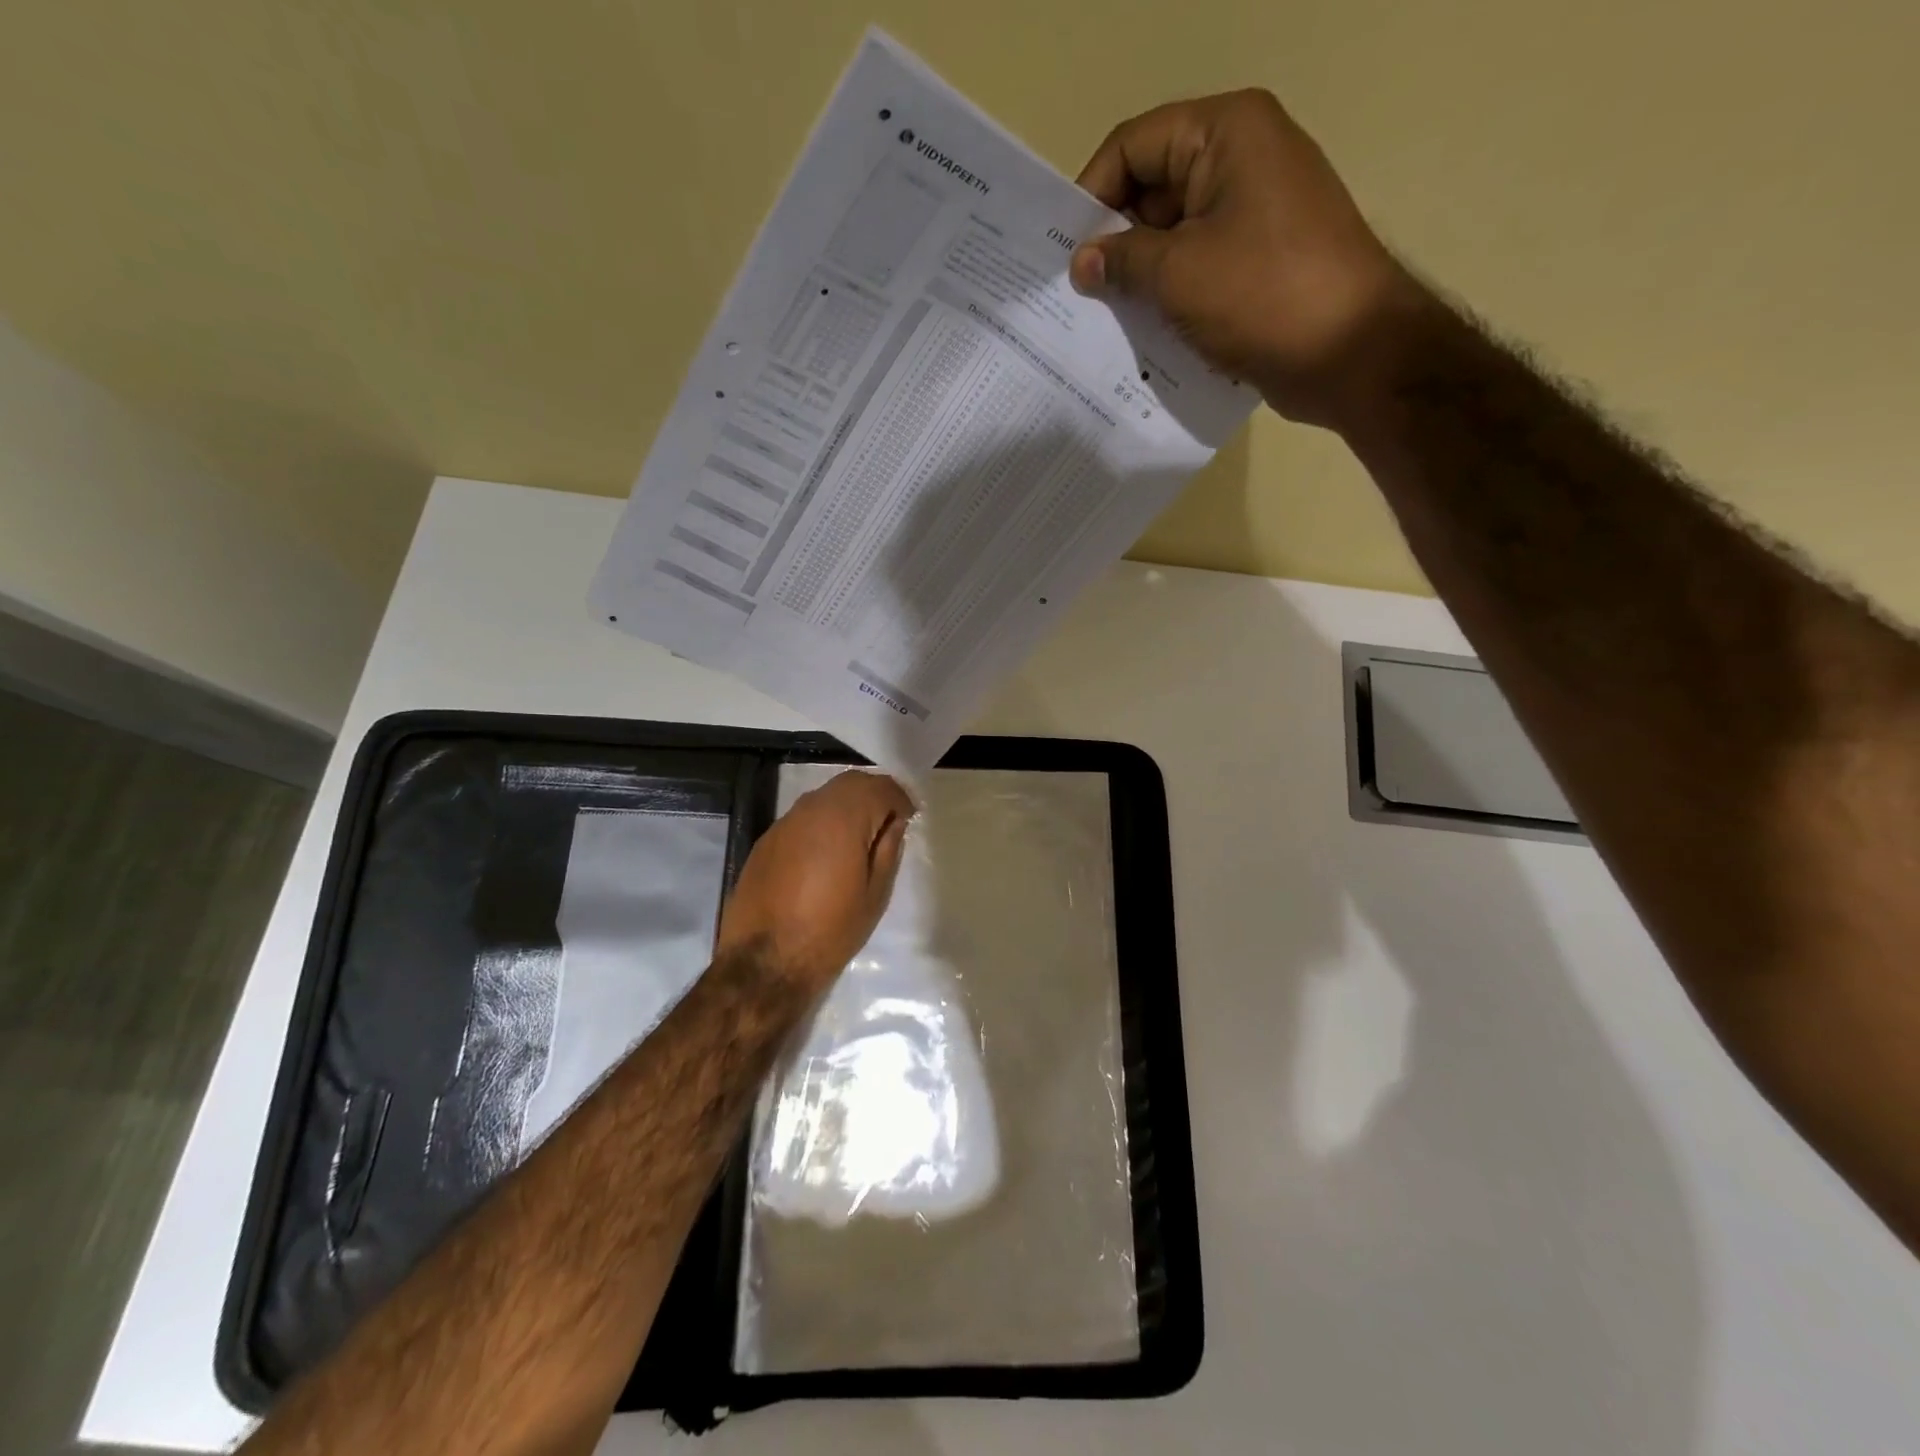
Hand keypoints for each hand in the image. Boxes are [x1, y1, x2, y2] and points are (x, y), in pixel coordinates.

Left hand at [715, 770, 913, 990]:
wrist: (765, 962)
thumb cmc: (831, 931)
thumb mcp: (875, 894)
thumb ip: (888, 849)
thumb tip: (893, 824)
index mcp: (843, 818)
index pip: (880, 787)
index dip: (900, 798)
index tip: (909, 818)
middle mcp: (811, 809)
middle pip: (850, 783)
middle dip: (874, 795)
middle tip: (889, 822)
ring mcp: (784, 822)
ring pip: (824, 797)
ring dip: (847, 807)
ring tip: (860, 838)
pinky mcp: (766, 840)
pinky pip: (803, 818)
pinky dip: (823, 823)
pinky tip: (827, 853)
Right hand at [1070, 90, 1430, 429]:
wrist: (1350, 353)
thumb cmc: (1262, 295)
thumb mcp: (1178, 272)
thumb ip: (1121, 260)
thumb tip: (1081, 262)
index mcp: (1226, 133)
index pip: (1135, 145)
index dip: (1091, 194)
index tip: (1061, 252)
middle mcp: (1241, 161)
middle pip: (1152, 189)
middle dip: (1112, 241)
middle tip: (1072, 293)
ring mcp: (1252, 215)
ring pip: (1173, 236)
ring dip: (1136, 276)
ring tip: (1097, 319)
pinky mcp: (1256, 265)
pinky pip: (1196, 270)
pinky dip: (1166, 297)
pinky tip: (1137, 333)